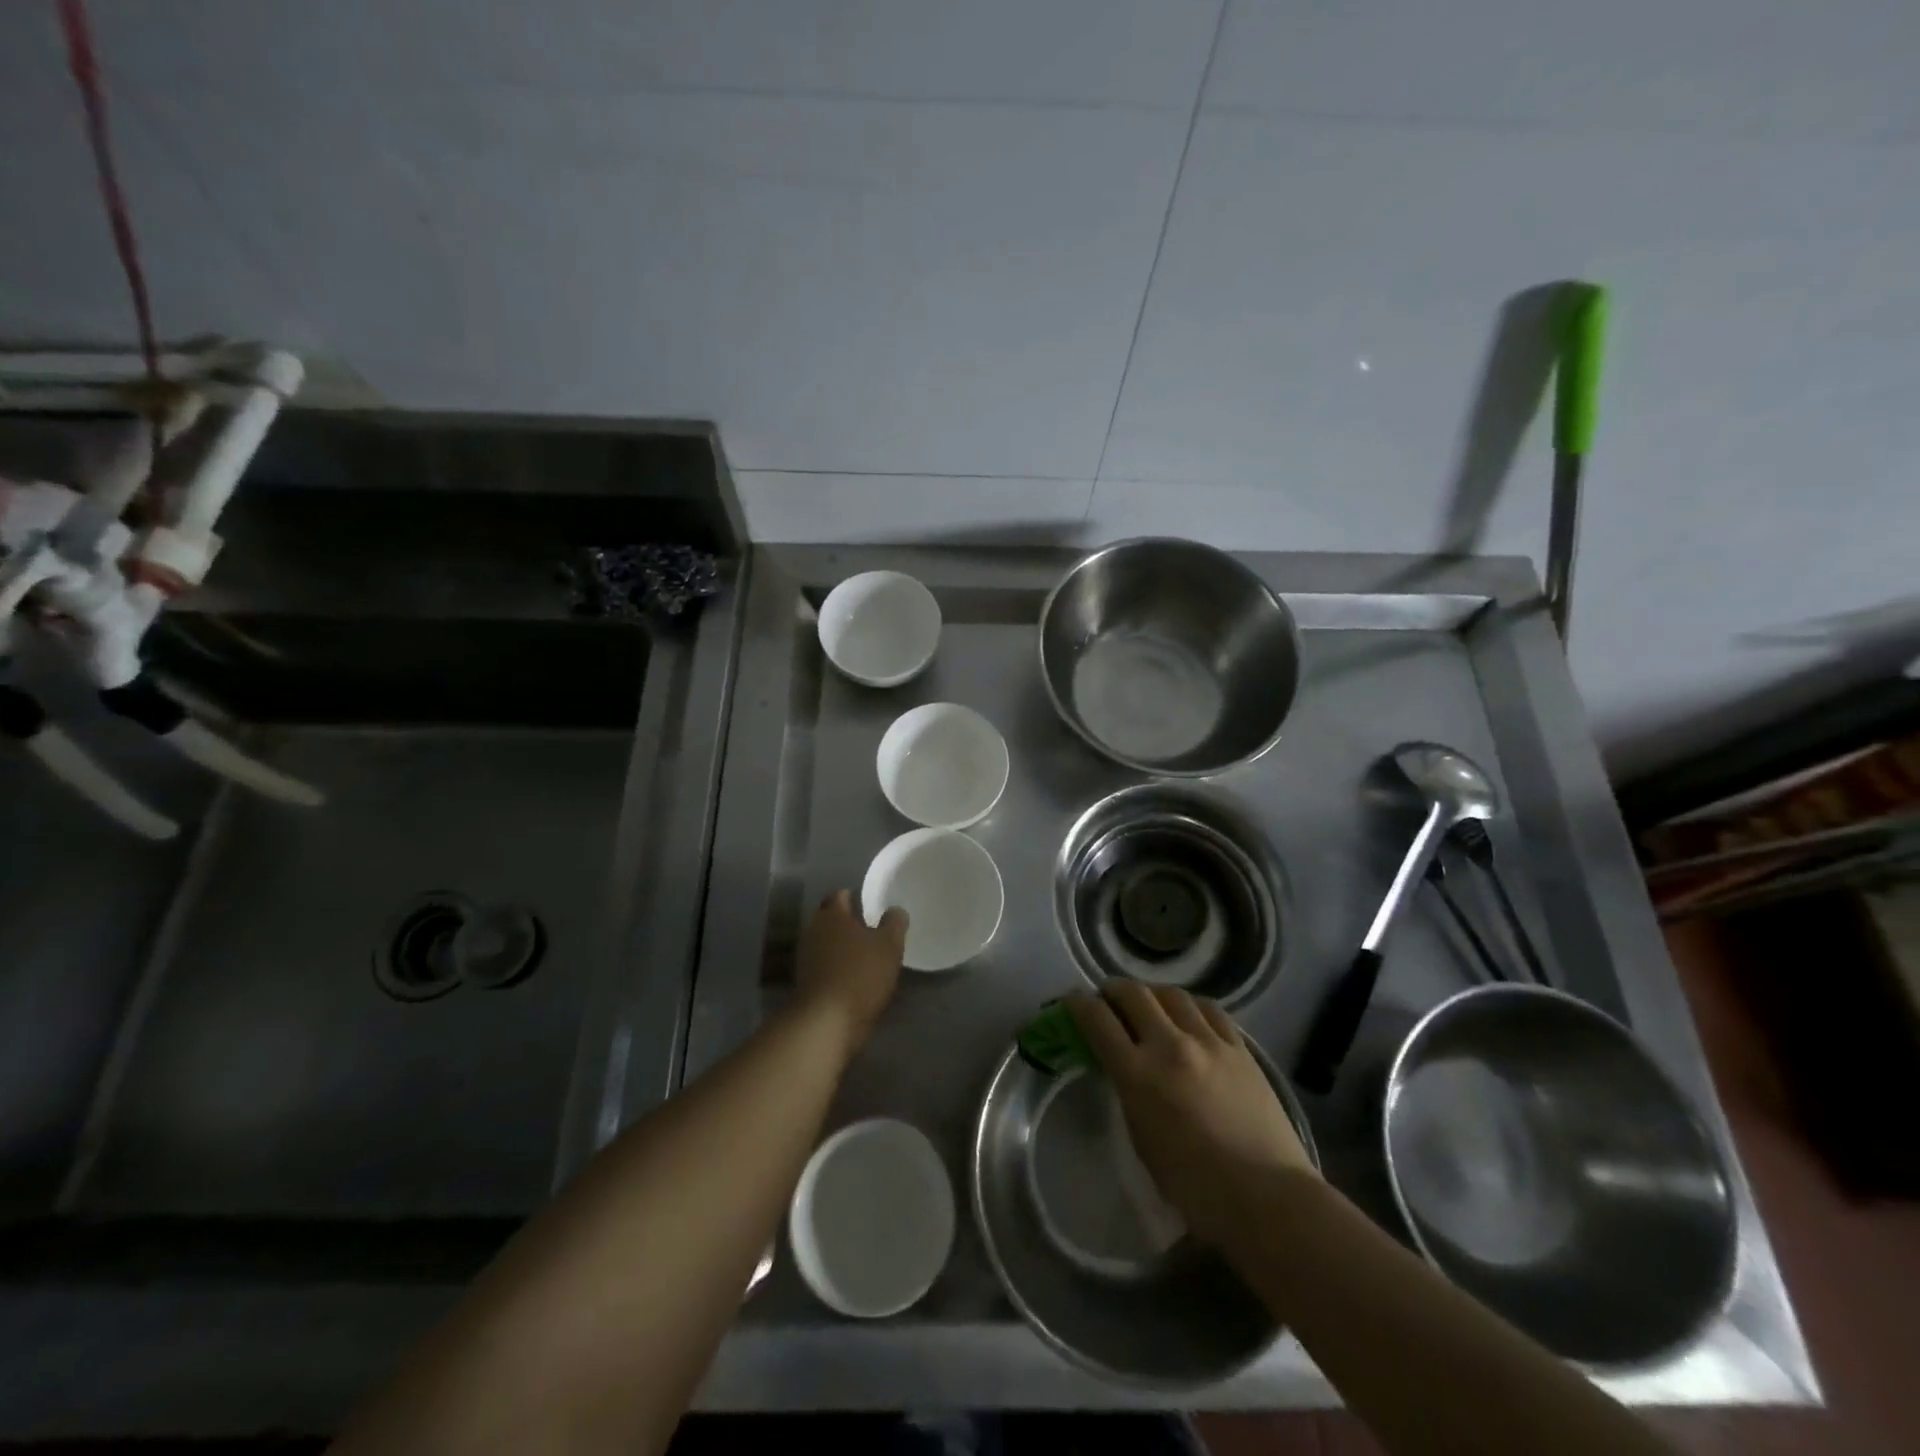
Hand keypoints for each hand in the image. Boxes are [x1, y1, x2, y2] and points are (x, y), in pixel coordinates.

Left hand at [794, 890, 905, 1053]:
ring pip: (827, 945)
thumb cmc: (860, 974)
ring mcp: (805, 959)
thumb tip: (895, 910)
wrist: (826, 1022)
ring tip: (867, 957)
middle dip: (849, 924)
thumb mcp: (889, 945)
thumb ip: (894, 923)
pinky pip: (825, 968)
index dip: (855, 897)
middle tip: (873, 931)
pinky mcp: (806, 985)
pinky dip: (838, 970)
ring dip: (843, 949)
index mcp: (831, 915)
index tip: (872, 906)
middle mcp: (813, 931)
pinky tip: (856, 980)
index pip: (840, 895)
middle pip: (831, 920)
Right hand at [1066, 982, 1313, 1246]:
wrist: (1267, 1197)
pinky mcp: (1240, 1047)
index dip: (1078, 1004)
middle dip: (1113, 991)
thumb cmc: (1195, 1187)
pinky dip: (1190, 1006)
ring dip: (1152, 994)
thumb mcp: (1142, 1140)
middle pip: (1133, 994)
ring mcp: (1209, 1042)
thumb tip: (1125, 1067)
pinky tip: (1189, 1015)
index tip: (1071, 1000)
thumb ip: (1129, 1093)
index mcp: (1138, 1074)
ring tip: (1149, 1005)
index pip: (1097, 1020)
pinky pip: (1209, 1009)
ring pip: (1172, 994)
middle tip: (1108, 1000)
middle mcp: (1170, 1045)